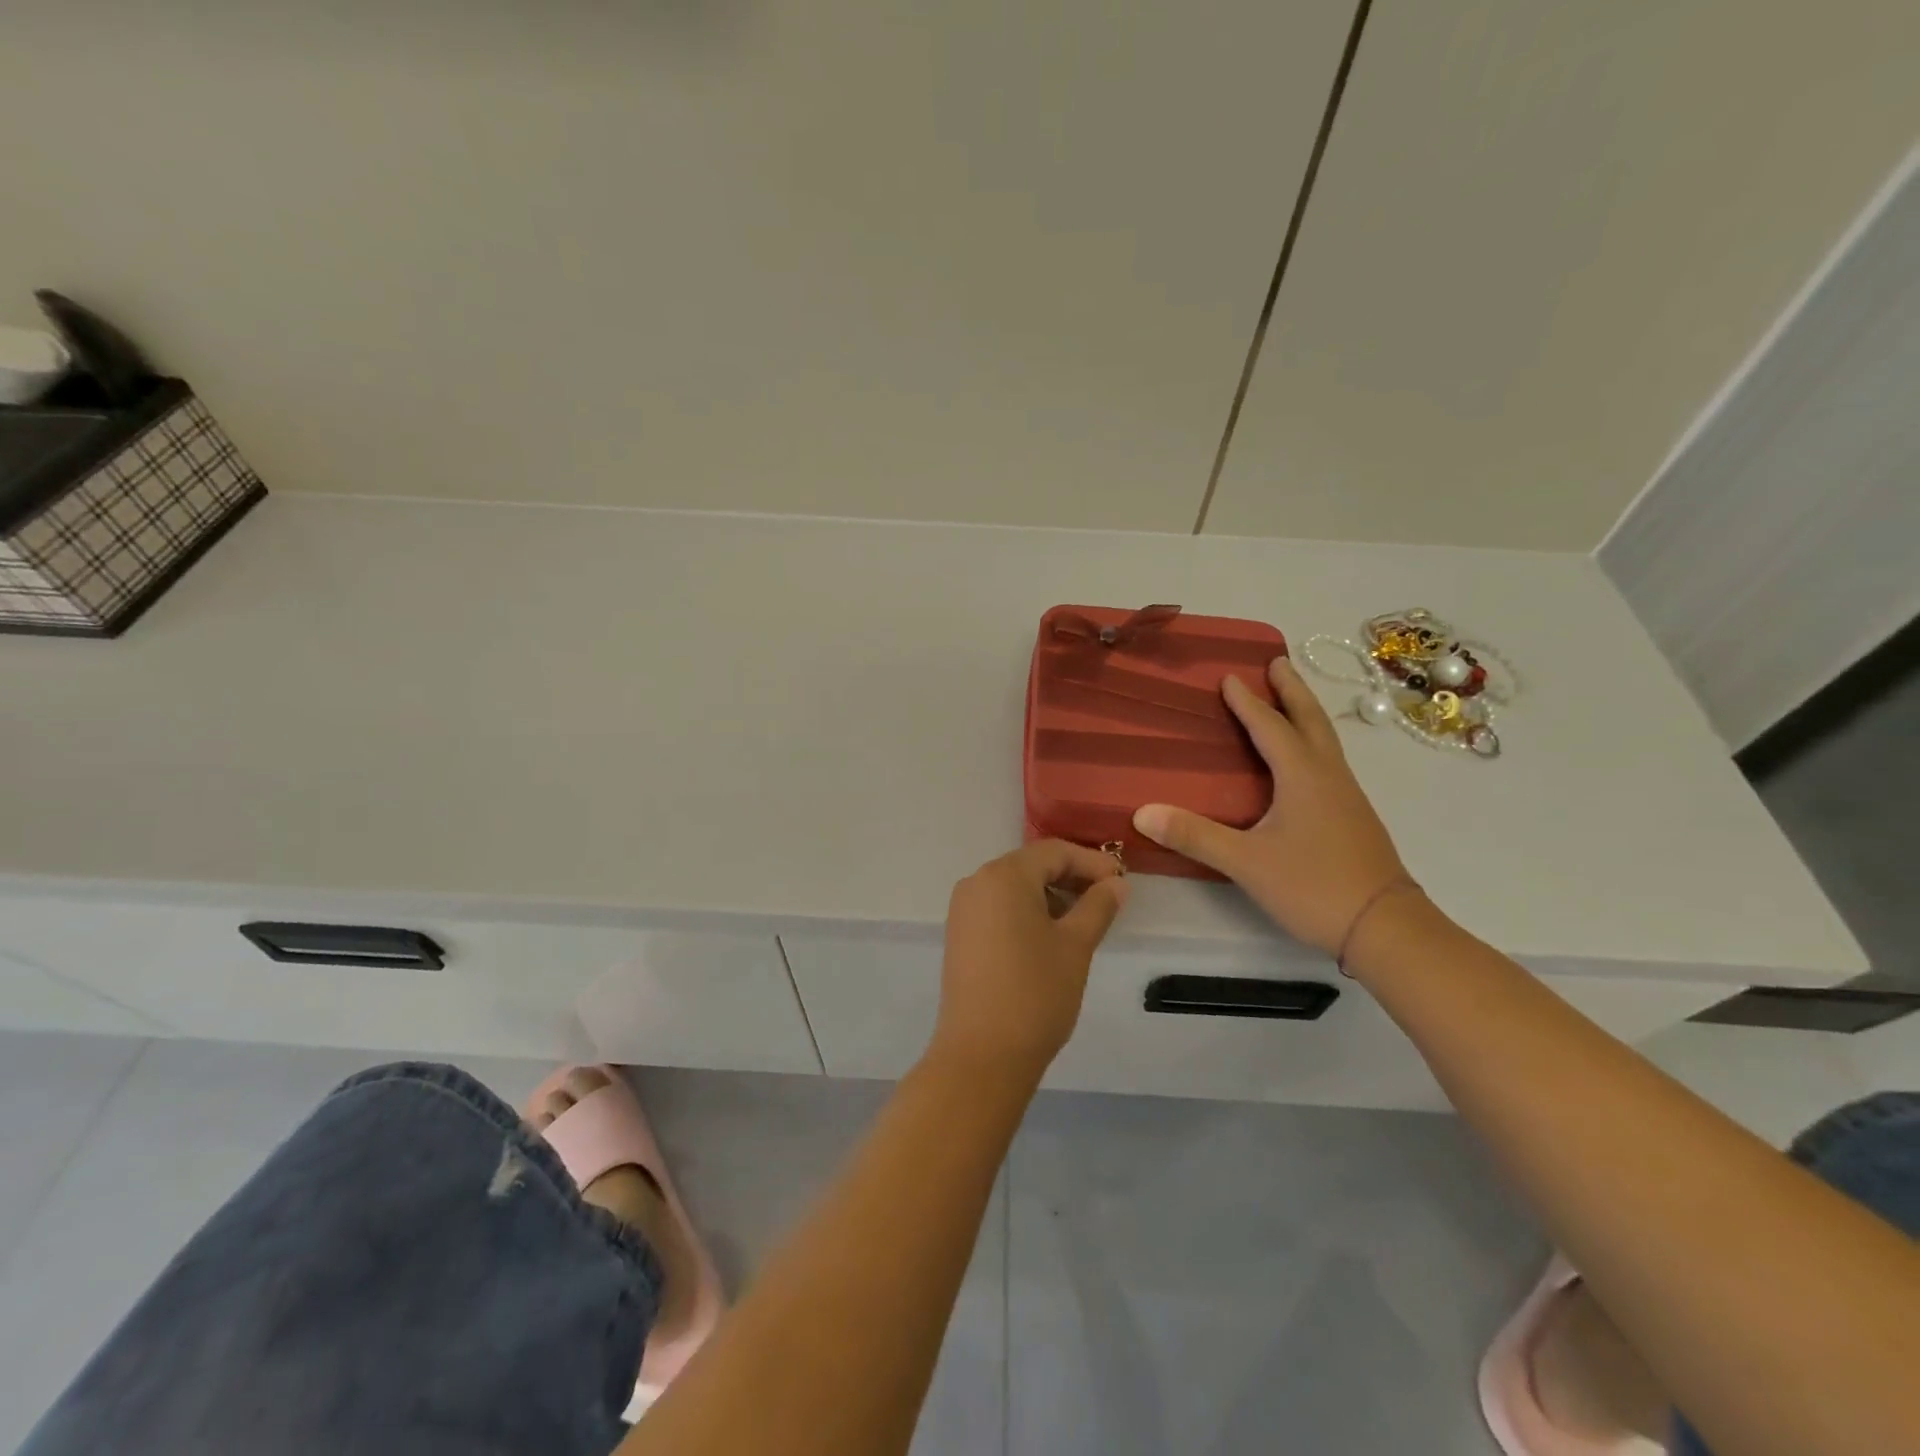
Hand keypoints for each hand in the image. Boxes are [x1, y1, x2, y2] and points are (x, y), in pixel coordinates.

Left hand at [932, 840, 1129, 1081]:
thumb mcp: (1076, 945)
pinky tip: (1051, 936)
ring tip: (1084, 920)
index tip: (1122, 880)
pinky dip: (1028, 912)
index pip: (1054, 852)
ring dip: (1050, 895)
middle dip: (1071, 877)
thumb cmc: (1035, 993)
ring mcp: (964, 909)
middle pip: (1031, 866)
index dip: (1091, 862)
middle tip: (1108, 899)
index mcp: (1004, 875)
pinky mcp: (960, 935)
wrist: (982, 1054)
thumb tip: (1116, 883)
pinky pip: (999, 908)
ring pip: (1015, 888)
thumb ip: (1098, 906)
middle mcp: (977, 882)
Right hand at [1133, 657, 1409, 955]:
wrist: (1385, 927)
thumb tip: (1141, 812)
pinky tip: (1304, 761)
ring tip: (1290, 699)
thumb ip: (1195, 835)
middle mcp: (1329, 777)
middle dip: (1291, 690)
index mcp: (1303, 777)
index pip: (1271, 728)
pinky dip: (1312, 742)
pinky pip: (1329, 761)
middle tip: (1277, 661)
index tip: (1230, 677)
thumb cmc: (1314, 886)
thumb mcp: (1246, 862)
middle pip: (1310, 721)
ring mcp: (1347, 796)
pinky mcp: (1353, 817)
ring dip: (1305, 713)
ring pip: (1325, 740)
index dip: (1249, 703)